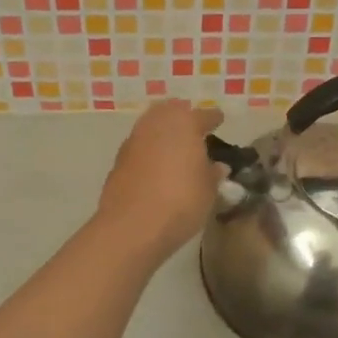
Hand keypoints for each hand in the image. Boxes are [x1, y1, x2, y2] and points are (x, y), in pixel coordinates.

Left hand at [94, 100, 226, 259]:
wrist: (132, 226)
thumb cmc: (181, 202)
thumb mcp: (208, 191)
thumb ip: (212, 174)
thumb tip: (216, 166)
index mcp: (184, 124)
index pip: (203, 115)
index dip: (213, 118)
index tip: (219, 119)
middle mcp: (155, 124)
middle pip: (170, 111)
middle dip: (182, 116)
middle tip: (192, 127)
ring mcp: (133, 141)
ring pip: (151, 126)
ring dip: (163, 132)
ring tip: (174, 147)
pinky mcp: (118, 161)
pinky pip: (139, 147)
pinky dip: (149, 150)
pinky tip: (156, 165)